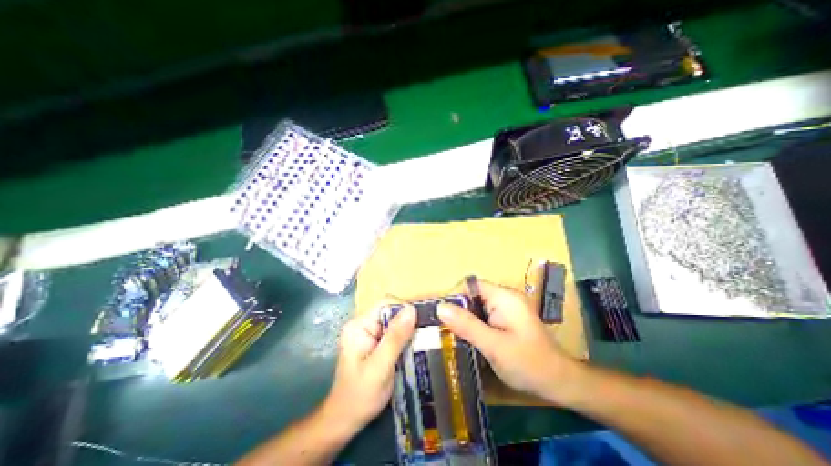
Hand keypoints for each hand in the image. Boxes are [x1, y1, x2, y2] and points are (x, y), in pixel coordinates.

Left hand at [323, 302, 415, 433]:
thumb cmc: (360, 396)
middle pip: (391, 311)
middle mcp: (363, 324)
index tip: (420, 324)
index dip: (404, 309)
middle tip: (424, 336)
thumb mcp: (380, 367)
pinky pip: (393, 332)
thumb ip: (396, 337)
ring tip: (422, 342)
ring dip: (408, 330)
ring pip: (394, 322)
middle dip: (408, 321)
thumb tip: (411, 309)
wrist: (344, 421)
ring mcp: (368, 333)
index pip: (386, 303)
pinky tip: (412, 348)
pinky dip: (404, 338)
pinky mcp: (374, 342)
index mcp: (359, 325)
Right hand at [437, 280, 579, 403]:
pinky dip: (474, 324)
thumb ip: (467, 325)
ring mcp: (507, 308)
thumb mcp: (494, 346)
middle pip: (473, 295)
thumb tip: (440, 307)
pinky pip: (484, 315)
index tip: (442, 315)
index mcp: (504, 297)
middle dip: (458, 309)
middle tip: (444, 327)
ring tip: (451, 333)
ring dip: (465, 318)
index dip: (455, 295)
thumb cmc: (528, 364)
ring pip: (477, 306)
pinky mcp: (507, 319)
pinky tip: (467, 338)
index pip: (471, 285)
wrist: (560, 383)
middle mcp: (505, 297)